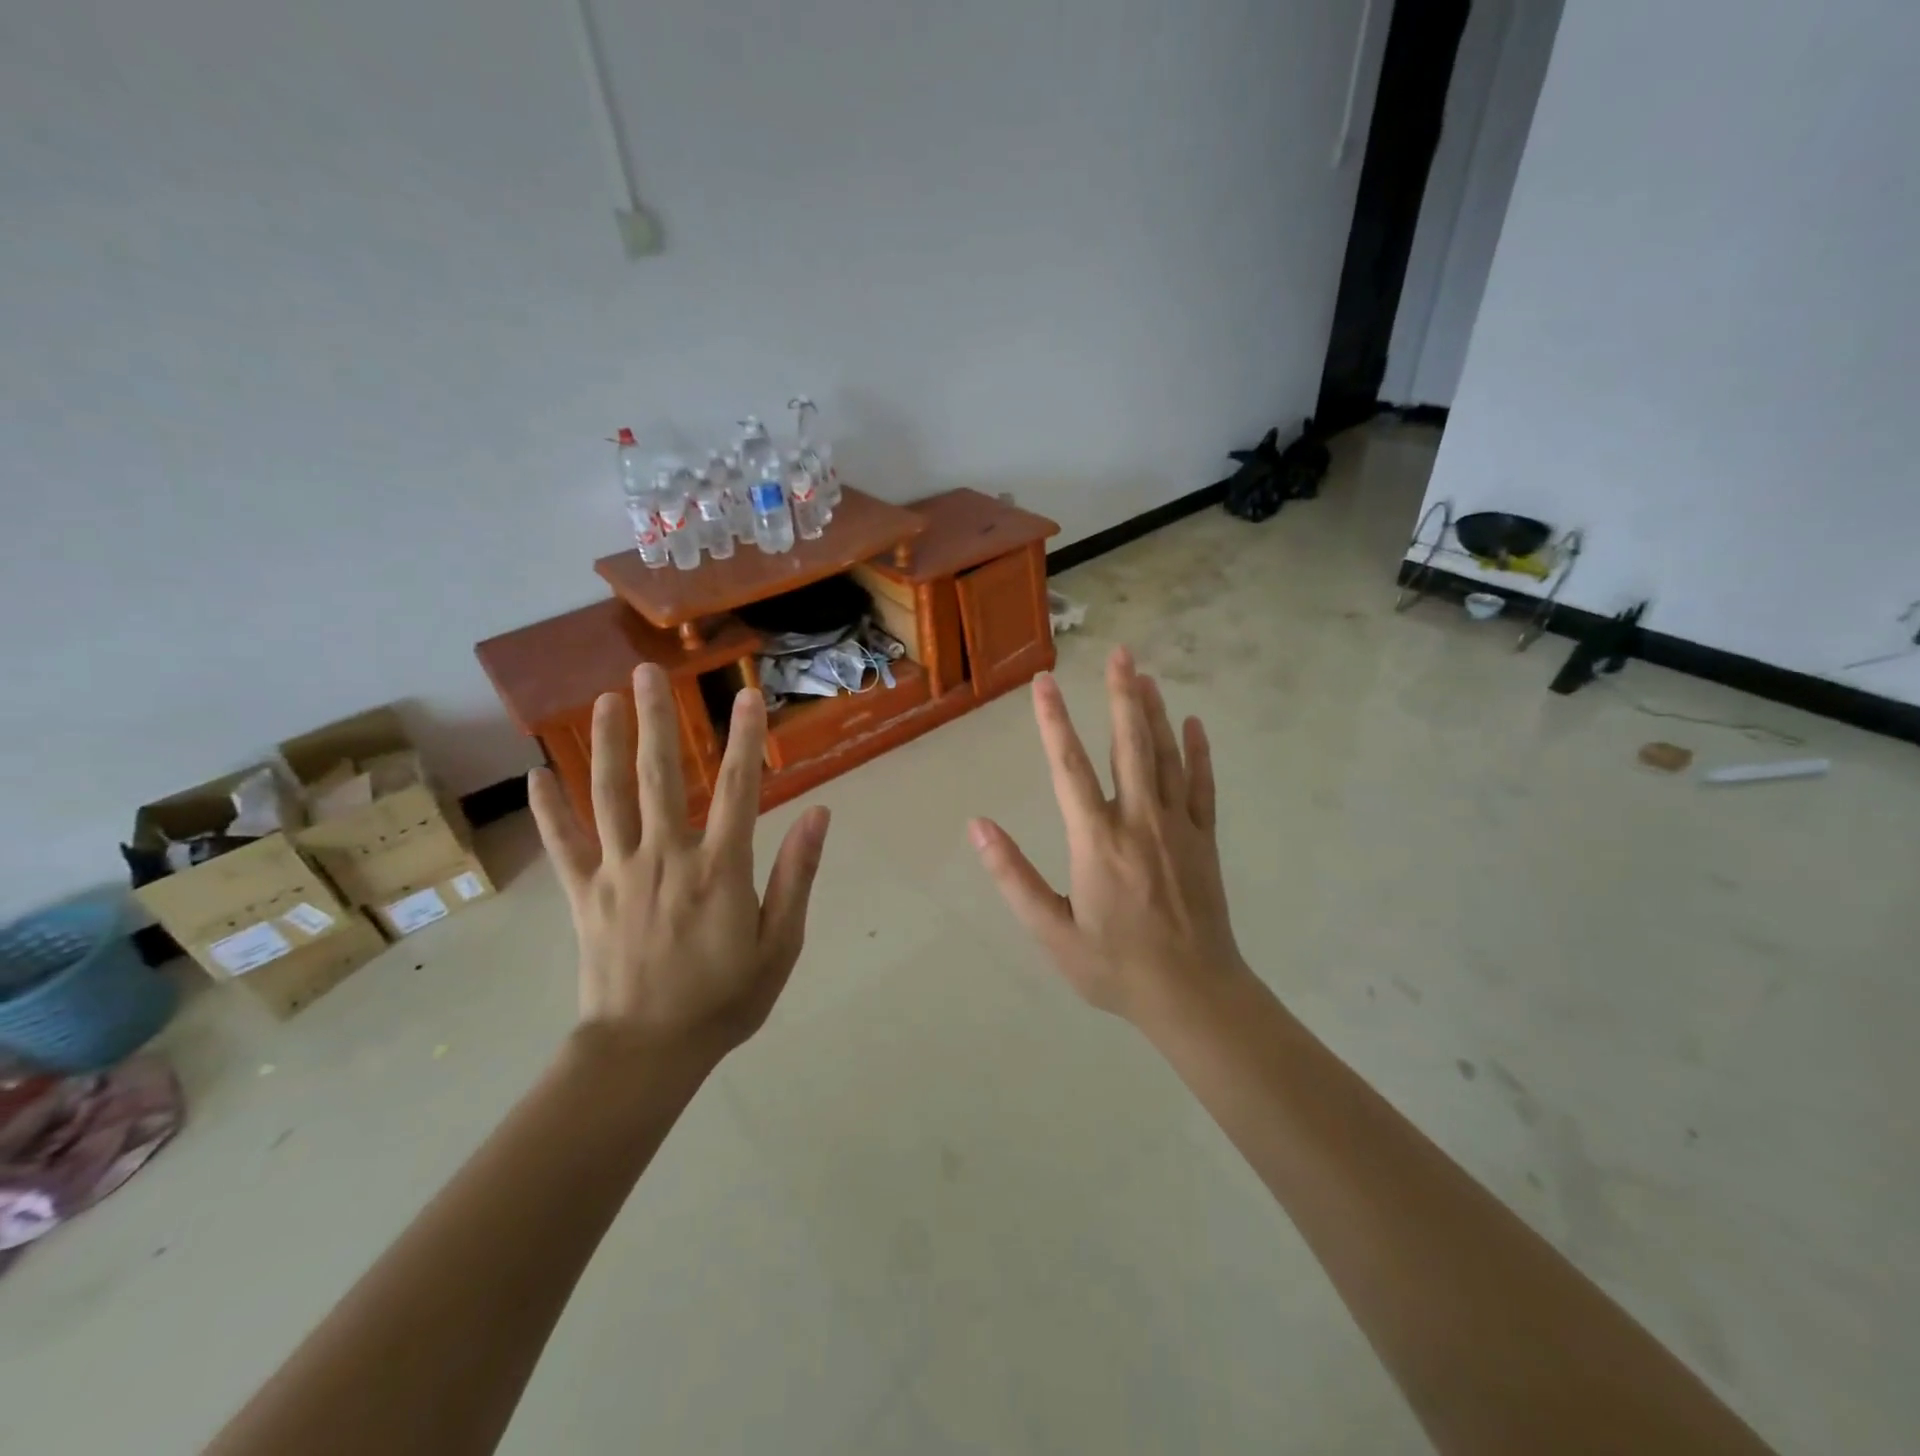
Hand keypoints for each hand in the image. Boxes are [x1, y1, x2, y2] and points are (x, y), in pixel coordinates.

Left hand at [528, 664, 830, 1066]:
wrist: (646, 1052)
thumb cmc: (723, 1000)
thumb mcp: (780, 944)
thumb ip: (796, 875)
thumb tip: (818, 814)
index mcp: (718, 869)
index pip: (738, 788)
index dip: (745, 737)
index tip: (746, 694)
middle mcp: (665, 857)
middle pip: (660, 776)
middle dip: (656, 720)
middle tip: (647, 673)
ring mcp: (617, 873)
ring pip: (608, 796)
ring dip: (605, 745)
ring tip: (601, 700)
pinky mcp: (583, 895)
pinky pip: (563, 844)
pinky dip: (550, 808)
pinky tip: (537, 774)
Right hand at [969, 646, 1248, 1023]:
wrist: (1194, 994)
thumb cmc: (1114, 966)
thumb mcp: (1052, 932)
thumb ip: (1013, 876)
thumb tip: (978, 826)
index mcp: (1097, 841)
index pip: (1069, 767)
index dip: (1054, 721)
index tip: (1045, 682)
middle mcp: (1139, 821)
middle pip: (1129, 745)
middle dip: (1121, 695)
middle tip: (1120, 653)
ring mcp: (1178, 828)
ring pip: (1165, 757)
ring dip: (1154, 713)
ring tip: (1145, 675)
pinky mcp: (1204, 840)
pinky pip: (1201, 786)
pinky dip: (1197, 752)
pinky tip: (1193, 724)